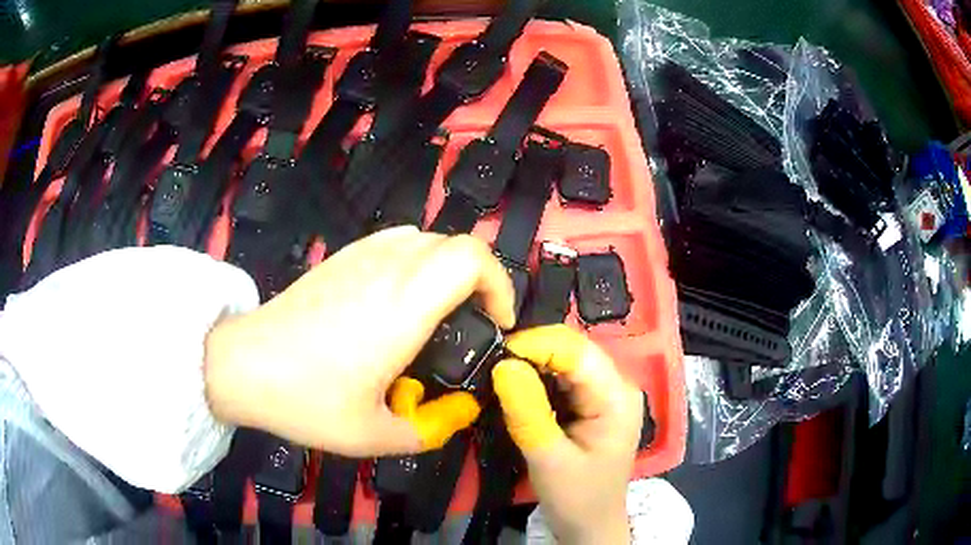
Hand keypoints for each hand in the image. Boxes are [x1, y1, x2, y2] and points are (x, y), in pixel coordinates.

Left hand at [203, 226, 515, 456]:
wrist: (242, 365)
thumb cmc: (306, 400)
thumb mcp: (373, 435)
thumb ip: (430, 429)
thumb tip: (461, 411)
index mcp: (404, 306)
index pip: (472, 259)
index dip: (500, 284)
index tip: (496, 323)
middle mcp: (388, 269)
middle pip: (456, 244)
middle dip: (480, 280)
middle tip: (472, 323)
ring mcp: (360, 257)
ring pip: (427, 239)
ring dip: (448, 269)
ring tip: (440, 312)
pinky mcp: (341, 258)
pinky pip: (396, 241)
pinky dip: (417, 260)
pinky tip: (399, 298)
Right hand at [492, 325, 641, 544]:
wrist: (590, 525)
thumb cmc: (576, 498)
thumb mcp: (548, 458)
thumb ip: (527, 412)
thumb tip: (503, 364)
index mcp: (616, 397)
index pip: (576, 351)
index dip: (535, 344)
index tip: (494, 355)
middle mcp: (616, 385)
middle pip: (573, 350)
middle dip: (531, 352)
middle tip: (490, 365)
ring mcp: (606, 393)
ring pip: (566, 361)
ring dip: (531, 364)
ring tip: (498, 374)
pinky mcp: (592, 403)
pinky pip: (563, 378)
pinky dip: (537, 378)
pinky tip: (517, 387)